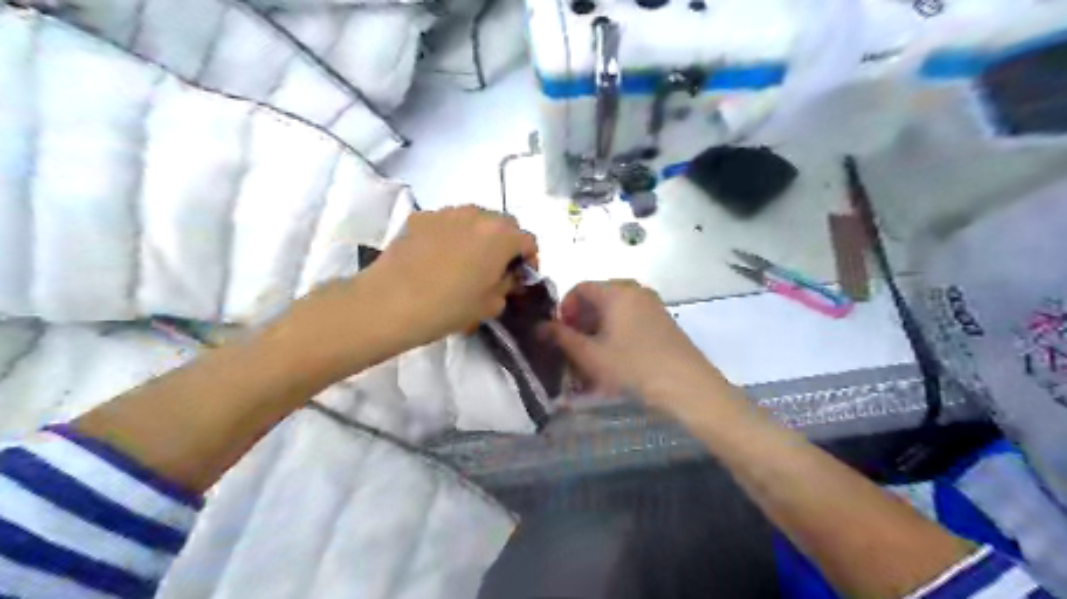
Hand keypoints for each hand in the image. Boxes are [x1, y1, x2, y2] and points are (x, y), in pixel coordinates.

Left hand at [363, 205, 537, 344]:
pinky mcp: (420, 217)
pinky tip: (439, 257)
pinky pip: (447, 222)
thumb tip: (506, 277)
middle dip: (506, 243)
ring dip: (479, 235)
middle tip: (496, 267)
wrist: (391, 302)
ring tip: (467, 260)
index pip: (528, 240)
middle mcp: (478, 215)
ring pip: (474, 219)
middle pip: (503, 224)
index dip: (529, 260)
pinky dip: (451, 234)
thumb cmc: (448, 307)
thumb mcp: (490, 305)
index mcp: (501, 236)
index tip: (520, 277)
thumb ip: (507, 285)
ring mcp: (447, 212)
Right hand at [544, 278, 729, 411]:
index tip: (561, 334)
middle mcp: (635, 291)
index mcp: (617, 291)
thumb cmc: (633, 367)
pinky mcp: (663, 321)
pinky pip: (631, 319)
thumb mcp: (590, 355)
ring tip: (593, 357)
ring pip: (615, 310)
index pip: (580, 287)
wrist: (687, 386)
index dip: (565, 308)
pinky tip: (615, 359)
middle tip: (575, 347)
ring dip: (598, 329)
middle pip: (598, 297)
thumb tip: (539, 327)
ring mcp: (653, 305)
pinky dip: (616, 333)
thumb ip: (562, 338)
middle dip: (581, 320)